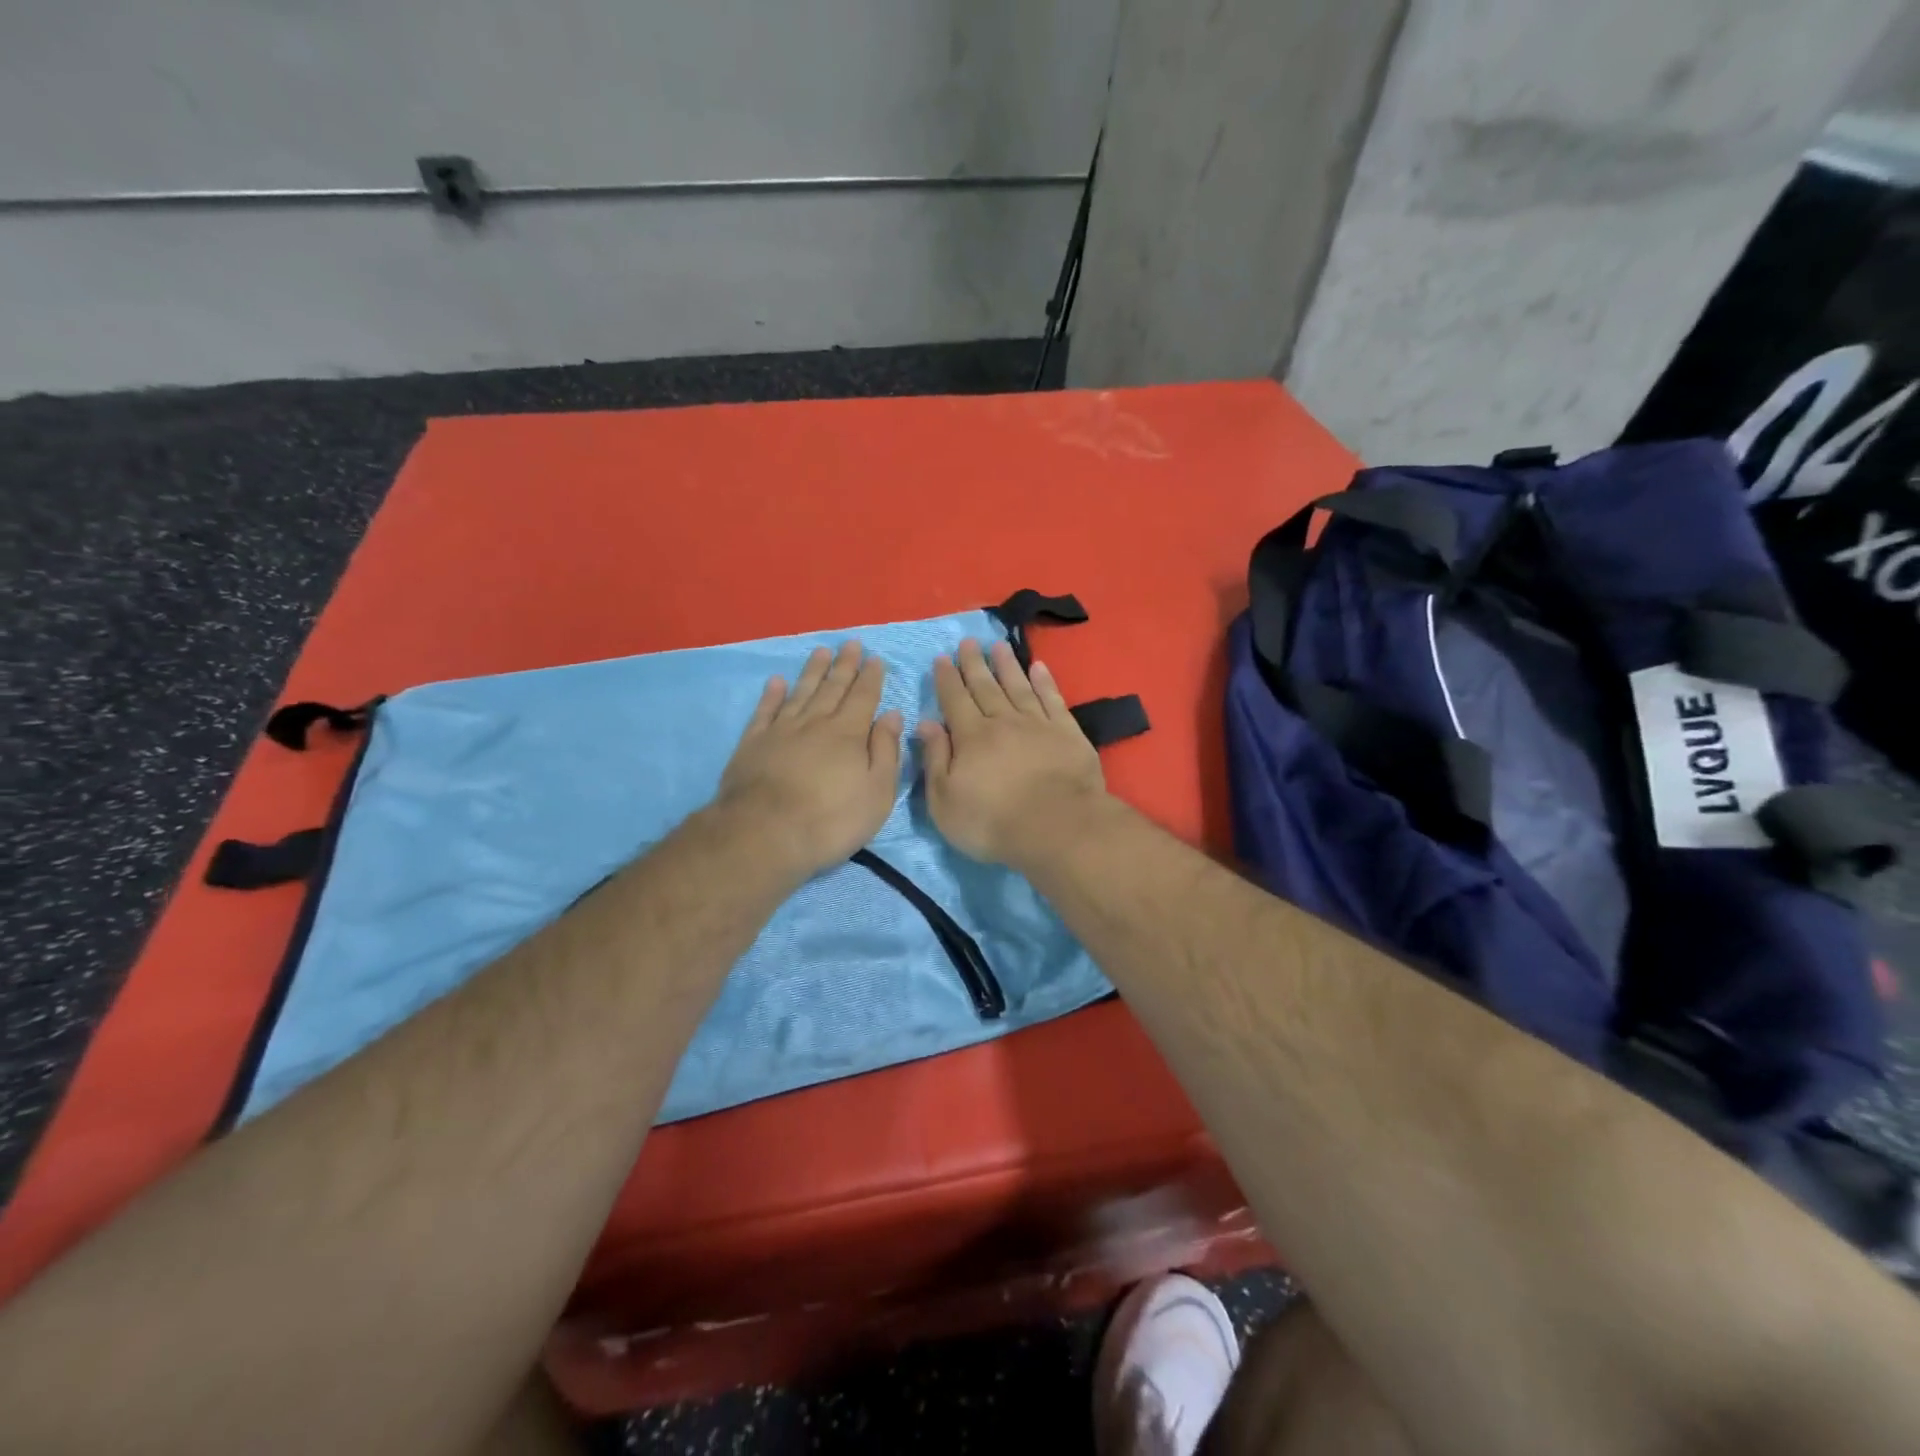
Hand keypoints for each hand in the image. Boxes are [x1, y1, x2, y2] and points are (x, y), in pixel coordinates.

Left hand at [714, 641, 903, 876]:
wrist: (765, 835)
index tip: (875, 658)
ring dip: (813, 671)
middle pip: (832, 688)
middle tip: (851, 643)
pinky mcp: (753, 744)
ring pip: (801, 693)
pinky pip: (765, 711)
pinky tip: (777, 681)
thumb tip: (892, 714)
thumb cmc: (831, 820)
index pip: (864, 697)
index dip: (871, 677)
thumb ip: (886, 751)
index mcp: (848, 733)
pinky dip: (772, 694)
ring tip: (821, 651)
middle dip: (844, 665)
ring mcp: (781, 731)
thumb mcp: (876, 792)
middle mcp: (815, 723)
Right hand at [919, 639, 1109, 869]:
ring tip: (998, 646)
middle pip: (985, 686)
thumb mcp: (945, 800)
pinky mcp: (1067, 733)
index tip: (941, 659)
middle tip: (968, 642)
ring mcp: (1038, 724)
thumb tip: (926, 723)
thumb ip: (935, 759)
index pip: (954, 700)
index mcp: (971, 737)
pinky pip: (1052, 699)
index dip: (946, 679)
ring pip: (1018, 686)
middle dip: (974, 664)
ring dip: (1007, 665)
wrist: (1056, 826)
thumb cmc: (992, 822)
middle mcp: (1003, 721)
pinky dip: (1045, 682)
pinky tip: (1039, 667)